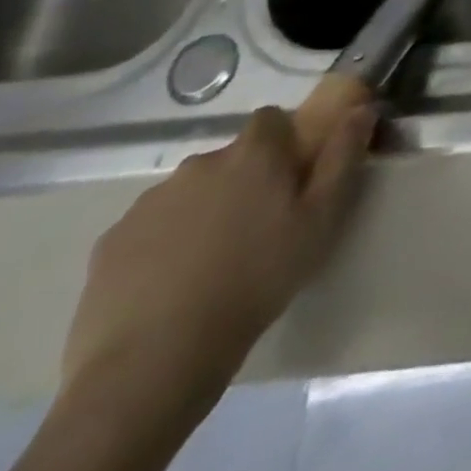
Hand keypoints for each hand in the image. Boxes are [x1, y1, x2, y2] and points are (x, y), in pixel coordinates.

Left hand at [60, 76, 375, 413]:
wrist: (154, 360)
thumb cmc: (257, 278)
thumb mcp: (322, 218)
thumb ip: (343, 157)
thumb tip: (360, 110)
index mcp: (252, 154)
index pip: (271, 119)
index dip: (285, 140)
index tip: (293, 174)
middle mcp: (199, 165)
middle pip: (230, 158)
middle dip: (245, 179)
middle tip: (259, 225)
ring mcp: (147, 204)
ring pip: (189, 192)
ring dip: (205, 209)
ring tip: (215, 259)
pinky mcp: (109, 244)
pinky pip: (150, 227)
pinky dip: (165, 242)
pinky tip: (174, 281)